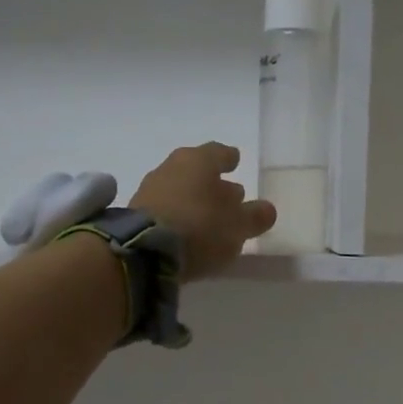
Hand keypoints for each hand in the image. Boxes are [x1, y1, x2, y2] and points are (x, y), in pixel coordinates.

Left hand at [129, 142, 275, 280]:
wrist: (144, 251)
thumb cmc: (200, 228)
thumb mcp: (238, 226)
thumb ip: (255, 216)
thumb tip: (267, 209)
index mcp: (199, 161)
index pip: (219, 152)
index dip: (229, 158)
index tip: (235, 161)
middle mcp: (172, 167)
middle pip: (197, 170)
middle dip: (214, 183)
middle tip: (229, 196)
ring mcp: (150, 189)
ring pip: (180, 189)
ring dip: (195, 200)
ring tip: (209, 218)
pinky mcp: (135, 213)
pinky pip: (165, 208)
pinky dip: (178, 215)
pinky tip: (187, 231)